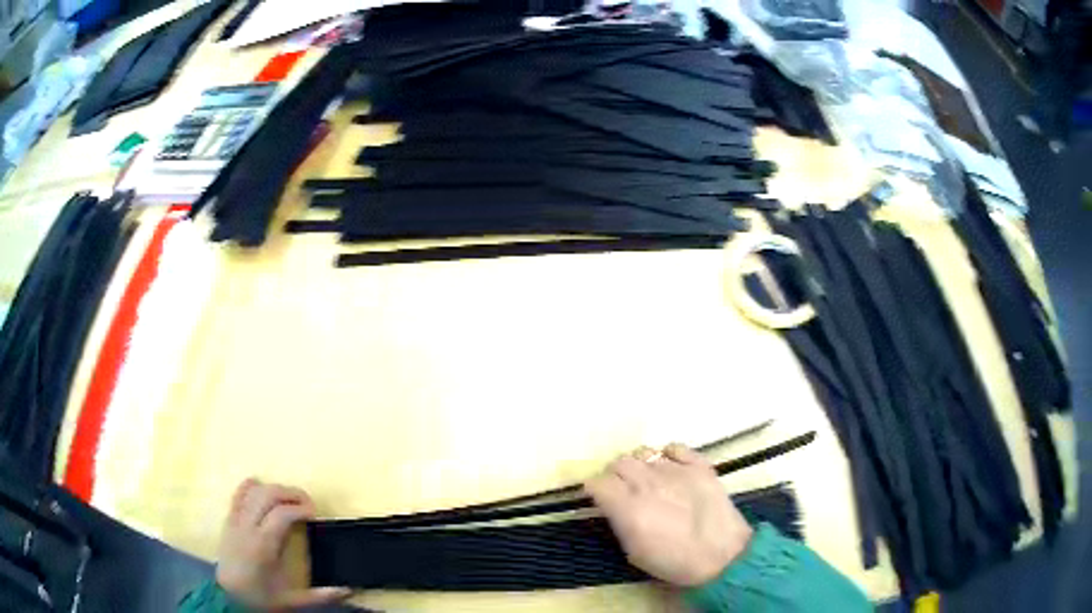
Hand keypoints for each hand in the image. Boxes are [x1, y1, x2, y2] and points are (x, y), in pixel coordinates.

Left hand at [216, 479, 350, 609]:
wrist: (230, 598)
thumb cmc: (262, 598)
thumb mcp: (294, 601)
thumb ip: (323, 595)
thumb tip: (350, 589)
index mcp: (264, 545)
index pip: (283, 513)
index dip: (301, 508)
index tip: (315, 514)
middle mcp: (248, 527)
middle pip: (267, 495)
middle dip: (290, 493)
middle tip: (307, 502)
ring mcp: (235, 521)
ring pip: (253, 491)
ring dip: (273, 488)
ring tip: (289, 497)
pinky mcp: (228, 521)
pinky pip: (237, 495)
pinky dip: (249, 486)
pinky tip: (260, 485)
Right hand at [585, 444, 753, 586]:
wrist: (723, 556)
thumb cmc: (675, 562)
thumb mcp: (634, 552)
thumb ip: (619, 523)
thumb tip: (611, 507)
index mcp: (628, 507)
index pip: (597, 482)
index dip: (595, 490)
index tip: (600, 498)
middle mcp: (647, 483)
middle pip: (619, 462)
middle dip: (616, 474)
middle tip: (623, 489)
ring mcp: (675, 470)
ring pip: (644, 453)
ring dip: (640, 465)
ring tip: (648, 479)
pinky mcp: (699, 465)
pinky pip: (675, 447)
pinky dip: (669, 455)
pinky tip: (671, 468)